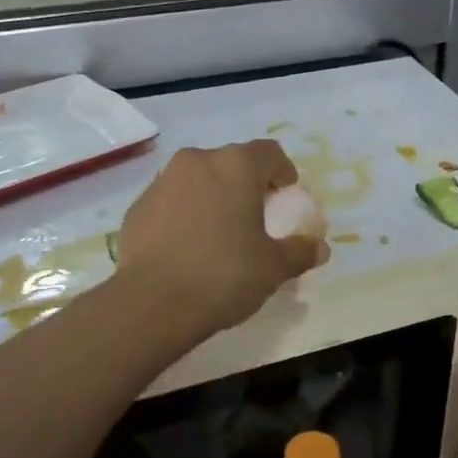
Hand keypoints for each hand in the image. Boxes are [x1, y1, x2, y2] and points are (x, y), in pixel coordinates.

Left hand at [113, 141, 326, 338]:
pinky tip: (188, 248)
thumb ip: (300, 251)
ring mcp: (162, 182)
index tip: (286, 196)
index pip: (269, 152)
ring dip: (212, 197)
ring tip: (220, 233)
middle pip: (231, 162)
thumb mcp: (274, 267)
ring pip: (197, 180)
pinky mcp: (137, 207)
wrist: (151, 304)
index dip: (283, 171)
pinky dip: (184, 214)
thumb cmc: (224, 275)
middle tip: (255, 216)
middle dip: (246, 184)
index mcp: (236, 166)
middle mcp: (197, 162)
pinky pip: (171, 202)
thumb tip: (320, 247)